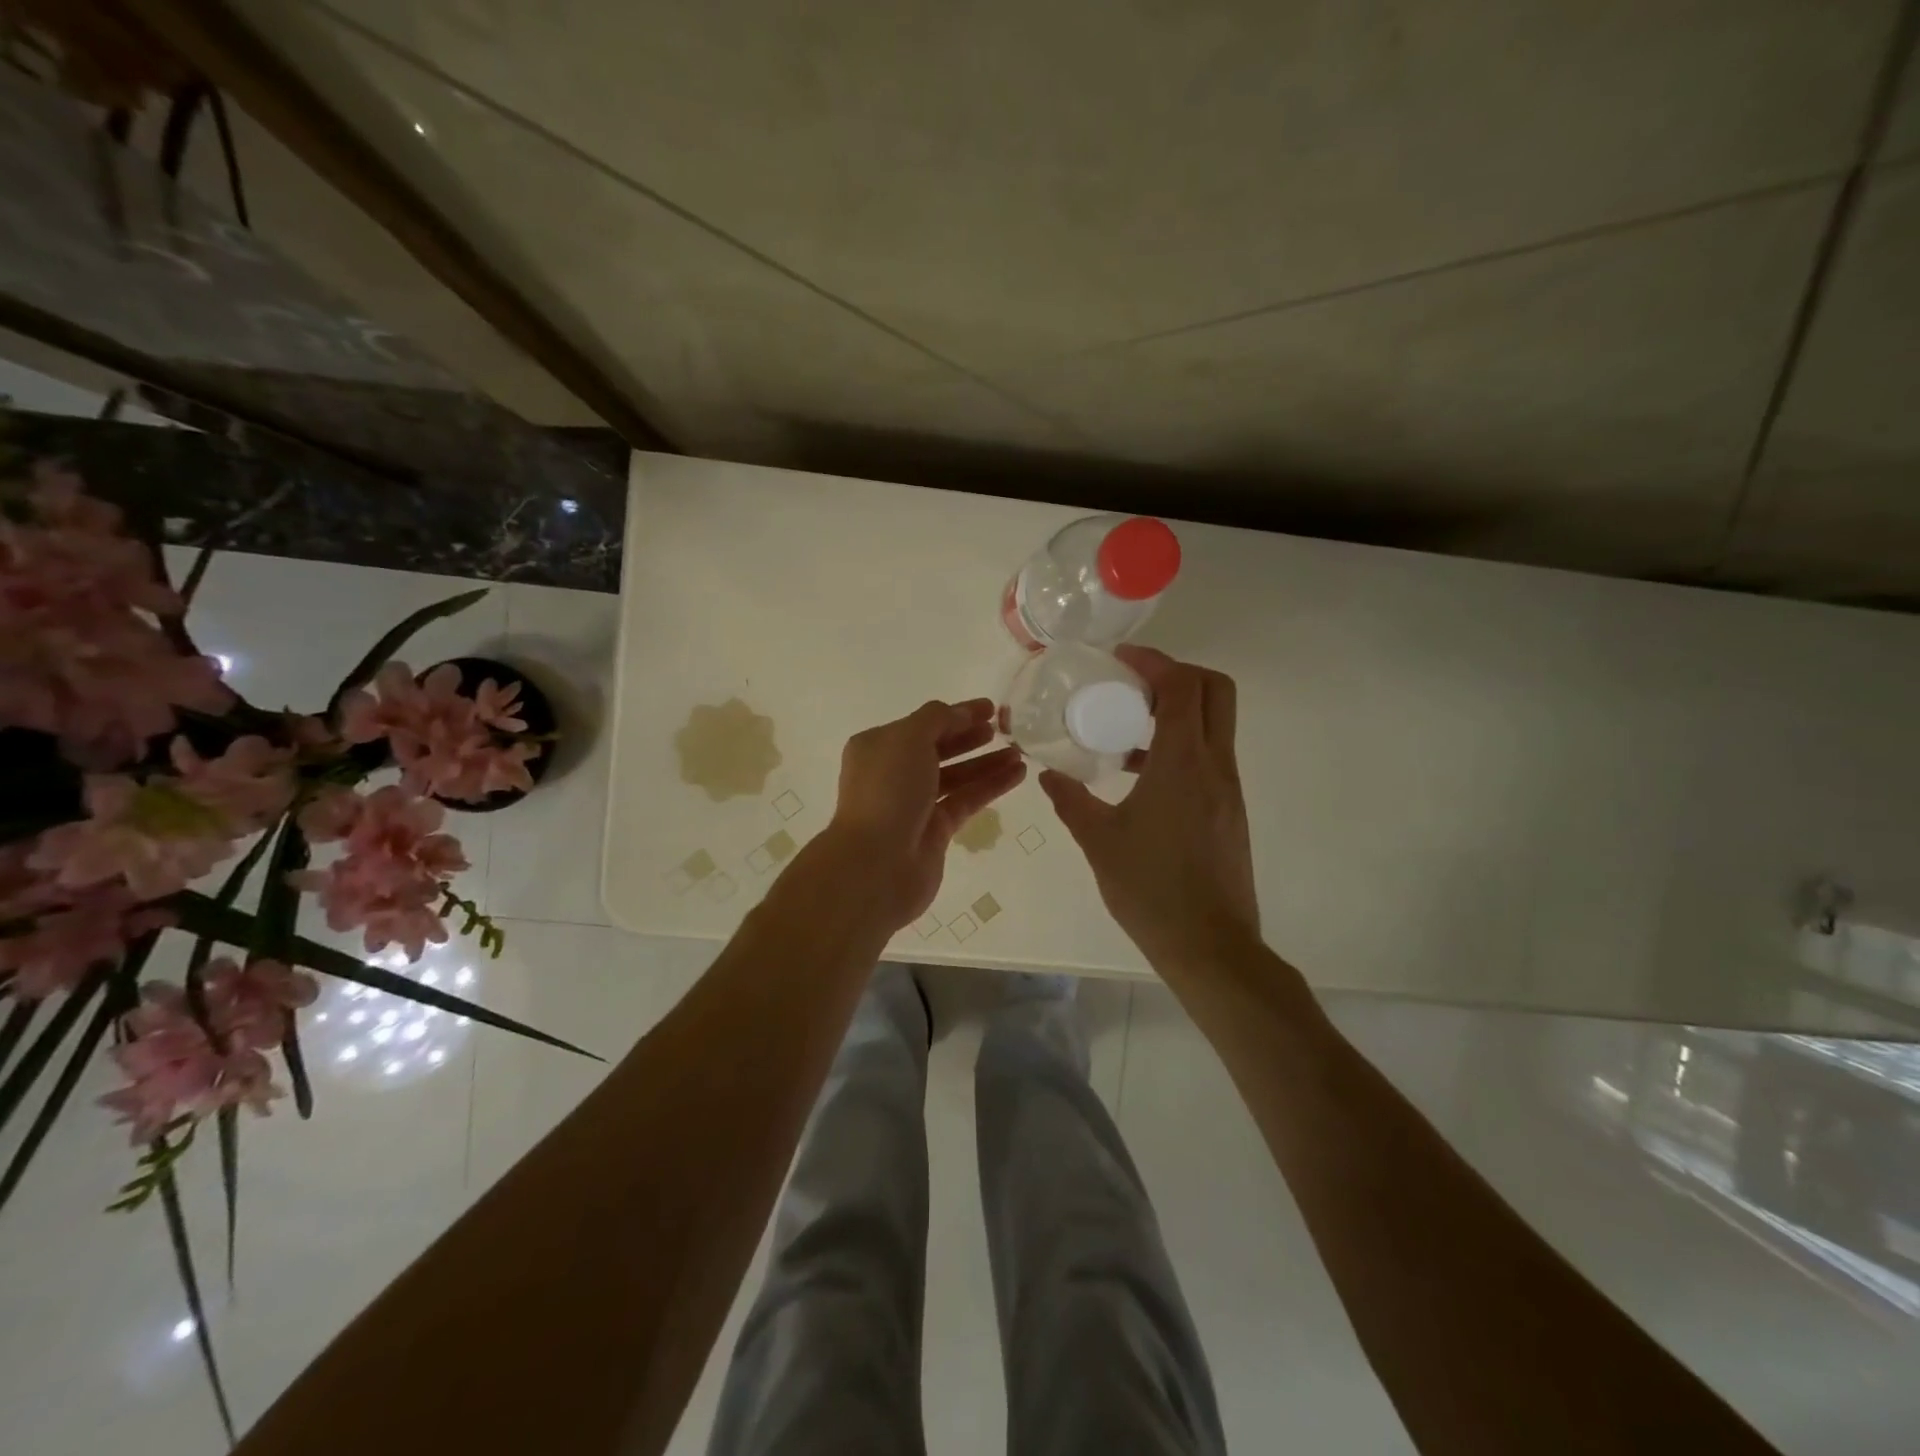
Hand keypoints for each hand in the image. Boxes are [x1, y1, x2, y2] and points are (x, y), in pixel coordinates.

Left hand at [824, 698, 1025, 929]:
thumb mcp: (909, 739)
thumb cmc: (888, 790)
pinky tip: (1017, 775)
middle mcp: (893, 773)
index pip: (923, 724)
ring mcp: (914, 804)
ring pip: (956, 776)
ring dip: (986, 763)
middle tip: (1005, 730)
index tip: (991, 708)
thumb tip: (962, 713)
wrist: (877, 862)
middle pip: (939, 749)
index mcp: (878, 747)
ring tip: (1019, 754)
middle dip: (971, 738)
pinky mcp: (935, 830)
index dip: (957, 714)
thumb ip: (938, 718)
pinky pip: (966, 800)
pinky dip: (990, 787)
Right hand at [1039, 647, 1259, 977]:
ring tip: (1128, 732)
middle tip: (1133, 687)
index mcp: (1184, 763)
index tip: (1120, 660)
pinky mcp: (1229, 810)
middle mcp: (1215, 765)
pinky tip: (1142, 778)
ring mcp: (1228, 788)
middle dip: (1177, 675)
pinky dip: (1181, 746)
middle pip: (1215, 690)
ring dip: (1177, 712)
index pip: (1182, 686)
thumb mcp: (1099, 841)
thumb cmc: (1151, 889)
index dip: (1154, 662)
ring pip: (1215, 724)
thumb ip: (1071, 801)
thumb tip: (1047, 775)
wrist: (1210, 945)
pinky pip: (1210, 757)